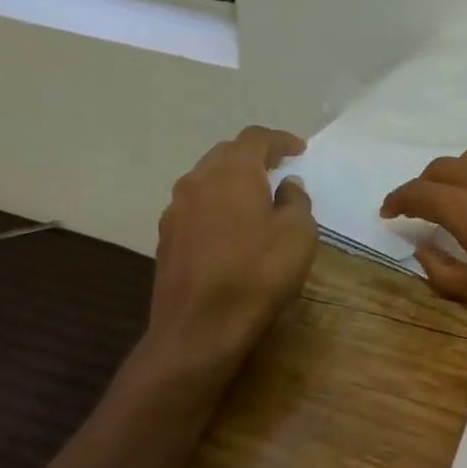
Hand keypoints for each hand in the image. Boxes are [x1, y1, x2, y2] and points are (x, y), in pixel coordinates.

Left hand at [147, 127, 317, 376]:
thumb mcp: (298, 234)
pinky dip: (216, 206)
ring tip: (255, 197)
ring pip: (206, 180)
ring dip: (232, 181)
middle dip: (253, 156)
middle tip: (277, 168)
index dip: (280, 140)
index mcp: (232, 173)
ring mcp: (176, 211)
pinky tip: (230, 229)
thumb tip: (286, 186)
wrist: (198, 329)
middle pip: (226, 154)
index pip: (255, 138)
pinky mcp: (167, 239)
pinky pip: (195, 207)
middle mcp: (198, 182)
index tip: (299, 149)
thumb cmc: (257, 274)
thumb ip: (296, 201)